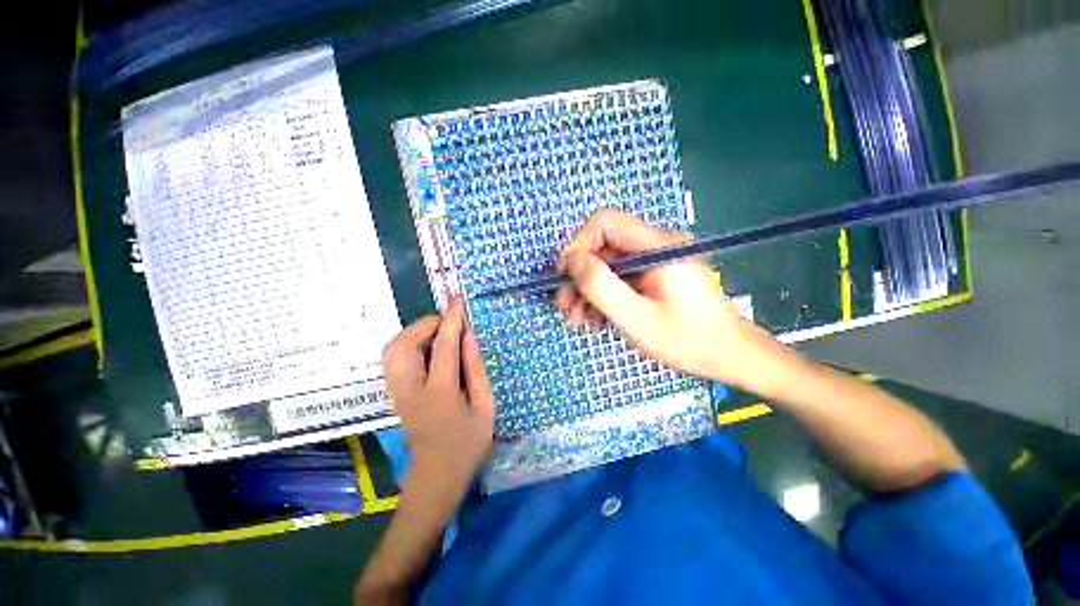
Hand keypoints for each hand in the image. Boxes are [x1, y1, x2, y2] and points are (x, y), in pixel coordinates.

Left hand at [382, 297, 494, 495]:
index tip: (458, 301)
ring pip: (392, 351)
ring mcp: (397, 393)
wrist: (436, 475)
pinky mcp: (394, 395)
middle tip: (448, 323)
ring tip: (439, 334)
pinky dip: (409, 345)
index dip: (452, 320)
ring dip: (414, 333)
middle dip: (425, 324)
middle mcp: (410, 390)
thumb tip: (469, 336)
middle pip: (403, 345)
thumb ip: (476, 369)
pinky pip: (394, 359)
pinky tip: (429, 349)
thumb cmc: (468, 443)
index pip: (444, 346)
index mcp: (440, 393)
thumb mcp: (485, 406)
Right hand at [555, 209, 778, 387]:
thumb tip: (571, 258)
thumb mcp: (635, 318)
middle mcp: (656, 246)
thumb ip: (600, 285)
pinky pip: (621, 278)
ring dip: (588, 291)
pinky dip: (605, 297)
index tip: (565, 277)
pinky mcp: (656, 275)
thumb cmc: (687, 341)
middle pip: (603, 247)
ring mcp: (656, 261)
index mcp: (657, 247)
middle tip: (563, 307)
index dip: (578, 245)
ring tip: (577, 320)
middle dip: (579, 277)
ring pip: (608, 265)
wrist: (730, 356)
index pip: (605, 222)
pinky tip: (597, 321)